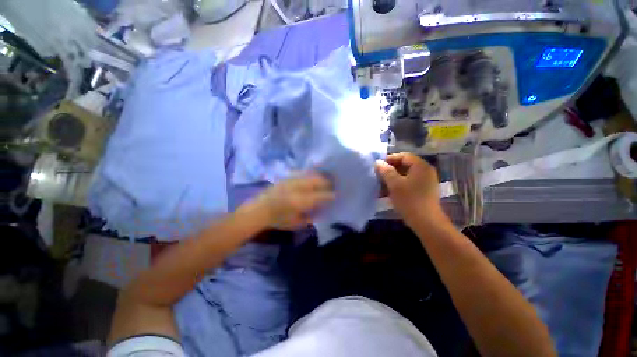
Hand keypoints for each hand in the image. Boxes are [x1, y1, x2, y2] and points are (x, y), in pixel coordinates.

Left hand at [249, 173, 334, 230]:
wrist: (259, 210)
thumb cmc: (278, 220)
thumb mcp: (296, 223)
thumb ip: (311, 217)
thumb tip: (321, 209)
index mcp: (301, 201)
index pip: (321, 195)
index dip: (330, 195)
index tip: (336, 195)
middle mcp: (298, 188)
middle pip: (317, 180)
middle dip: (327, 182)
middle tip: (333, 185)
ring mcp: (292, 180)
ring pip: (311, 174)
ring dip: (320, 176)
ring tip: (325, 179)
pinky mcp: (287, 177)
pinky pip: (302, 173)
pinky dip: (310, 174)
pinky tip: (312, 176)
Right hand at [375, 153, 444, 225]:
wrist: (426, 222)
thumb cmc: (409, 200)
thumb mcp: (394, 184)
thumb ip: (385, 171)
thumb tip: (378, 162)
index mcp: (421, 166)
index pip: (403, 156)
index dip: (389, 159)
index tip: (378, 166)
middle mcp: (425, 171)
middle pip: (404, 165)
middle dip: (389, 170)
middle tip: (378, 176)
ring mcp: (425, 182)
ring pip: (405, 176)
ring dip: (391, 179)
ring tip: (380, 186)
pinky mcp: (423, 191)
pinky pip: (408, 184)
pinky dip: (397, 186)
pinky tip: (387, 193)